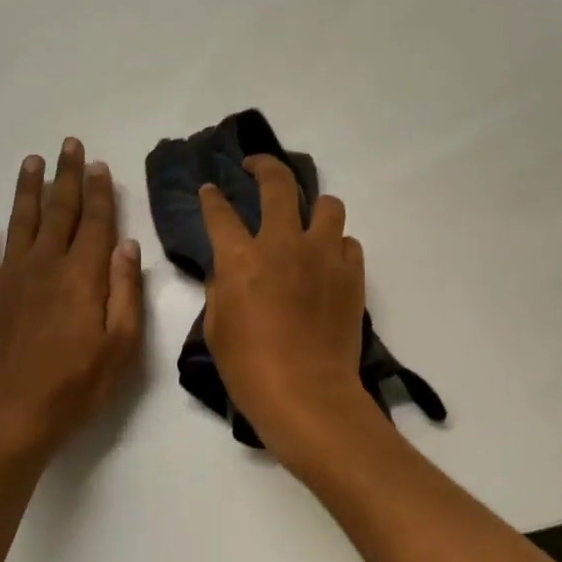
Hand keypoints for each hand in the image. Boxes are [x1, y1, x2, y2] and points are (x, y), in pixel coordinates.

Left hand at [0, 139, 142, 466]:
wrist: (12, 415)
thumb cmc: (76, 385)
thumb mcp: (121, 346)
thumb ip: (125, 291)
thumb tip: (126, 244)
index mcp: (82, 276)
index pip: (95, 223)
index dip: (99, 192)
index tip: (100, 165)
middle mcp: (46, 265)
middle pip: (59, 211)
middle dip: (66, 176)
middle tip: (69, 146)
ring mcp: (11, 278)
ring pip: (21, 221)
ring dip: (27, 189)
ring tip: (32, 161)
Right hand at [199, 155, 374, 453]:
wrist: (306, 394)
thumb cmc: (250, 368)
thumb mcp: (217, 327)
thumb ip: (221, 287)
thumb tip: (229, 267)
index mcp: (241, 258)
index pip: (219, 212)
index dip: (211, 197)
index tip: (210, 190)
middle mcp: (283, 244)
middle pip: (278, 184)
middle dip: (264, 167)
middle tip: (257, 168)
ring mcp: (323, 255)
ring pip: (327, 204)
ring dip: (313, 207)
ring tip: (306, 221)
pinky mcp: (351, 274)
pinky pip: (348, 242)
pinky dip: (336, 245)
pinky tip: (327, 262)